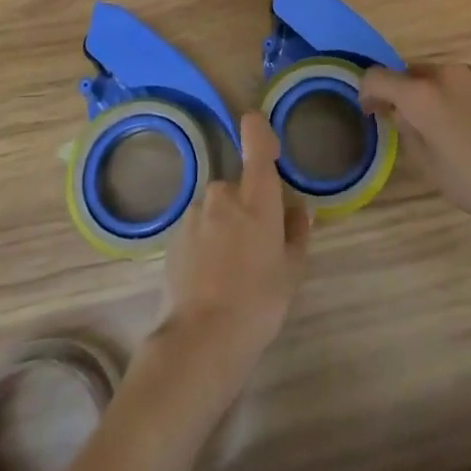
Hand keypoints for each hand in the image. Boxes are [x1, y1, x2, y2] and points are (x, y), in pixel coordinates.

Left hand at [158, 111, 308, 383]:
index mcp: (256, 195)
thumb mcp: (292, 270)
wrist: (200, 340)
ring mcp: (194, 213)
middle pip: (239, 187)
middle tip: (258, 248)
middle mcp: (223, 193)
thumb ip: (296, 231)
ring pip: (217, 211)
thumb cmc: (258, 302)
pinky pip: (198, 230)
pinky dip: (206, 244)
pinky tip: (210, 279)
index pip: (256, 139)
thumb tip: (295, 208)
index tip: (263, 138)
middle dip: (248, 208)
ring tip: (232, 272)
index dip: (259, 130)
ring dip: (225, 228)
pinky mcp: (174, 236)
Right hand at [360, 64, 470, 238]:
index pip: (378, 77)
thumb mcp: (434, 170)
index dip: (368, 92)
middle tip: (417, 125)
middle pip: (415, 73)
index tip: (372, 112)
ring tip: (460, 130)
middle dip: (409, 94)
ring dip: (444, 95)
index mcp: (422, 95)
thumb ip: (409, 133)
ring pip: (449, 77)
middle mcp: (448, 73)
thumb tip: (399, 113)